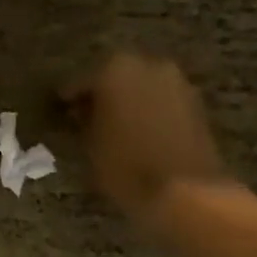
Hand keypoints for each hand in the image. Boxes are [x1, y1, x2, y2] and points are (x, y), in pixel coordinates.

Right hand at [60, 52, 232, 233]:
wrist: (185, 190)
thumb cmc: (126, 164)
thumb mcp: (89, 144)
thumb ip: (84, 120)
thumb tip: (82, 111)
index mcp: (115, 69)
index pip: (81, 80)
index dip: (70, 97)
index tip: (60, 108)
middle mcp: (148, 66)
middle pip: (116, 76)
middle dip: (103, 94)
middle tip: (87, 114)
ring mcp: (177, 83)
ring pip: (142, 87)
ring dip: (129, 100)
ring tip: (114, 124)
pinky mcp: (196, 104)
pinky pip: (162, 101)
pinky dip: (149, 110)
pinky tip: (138, 129)